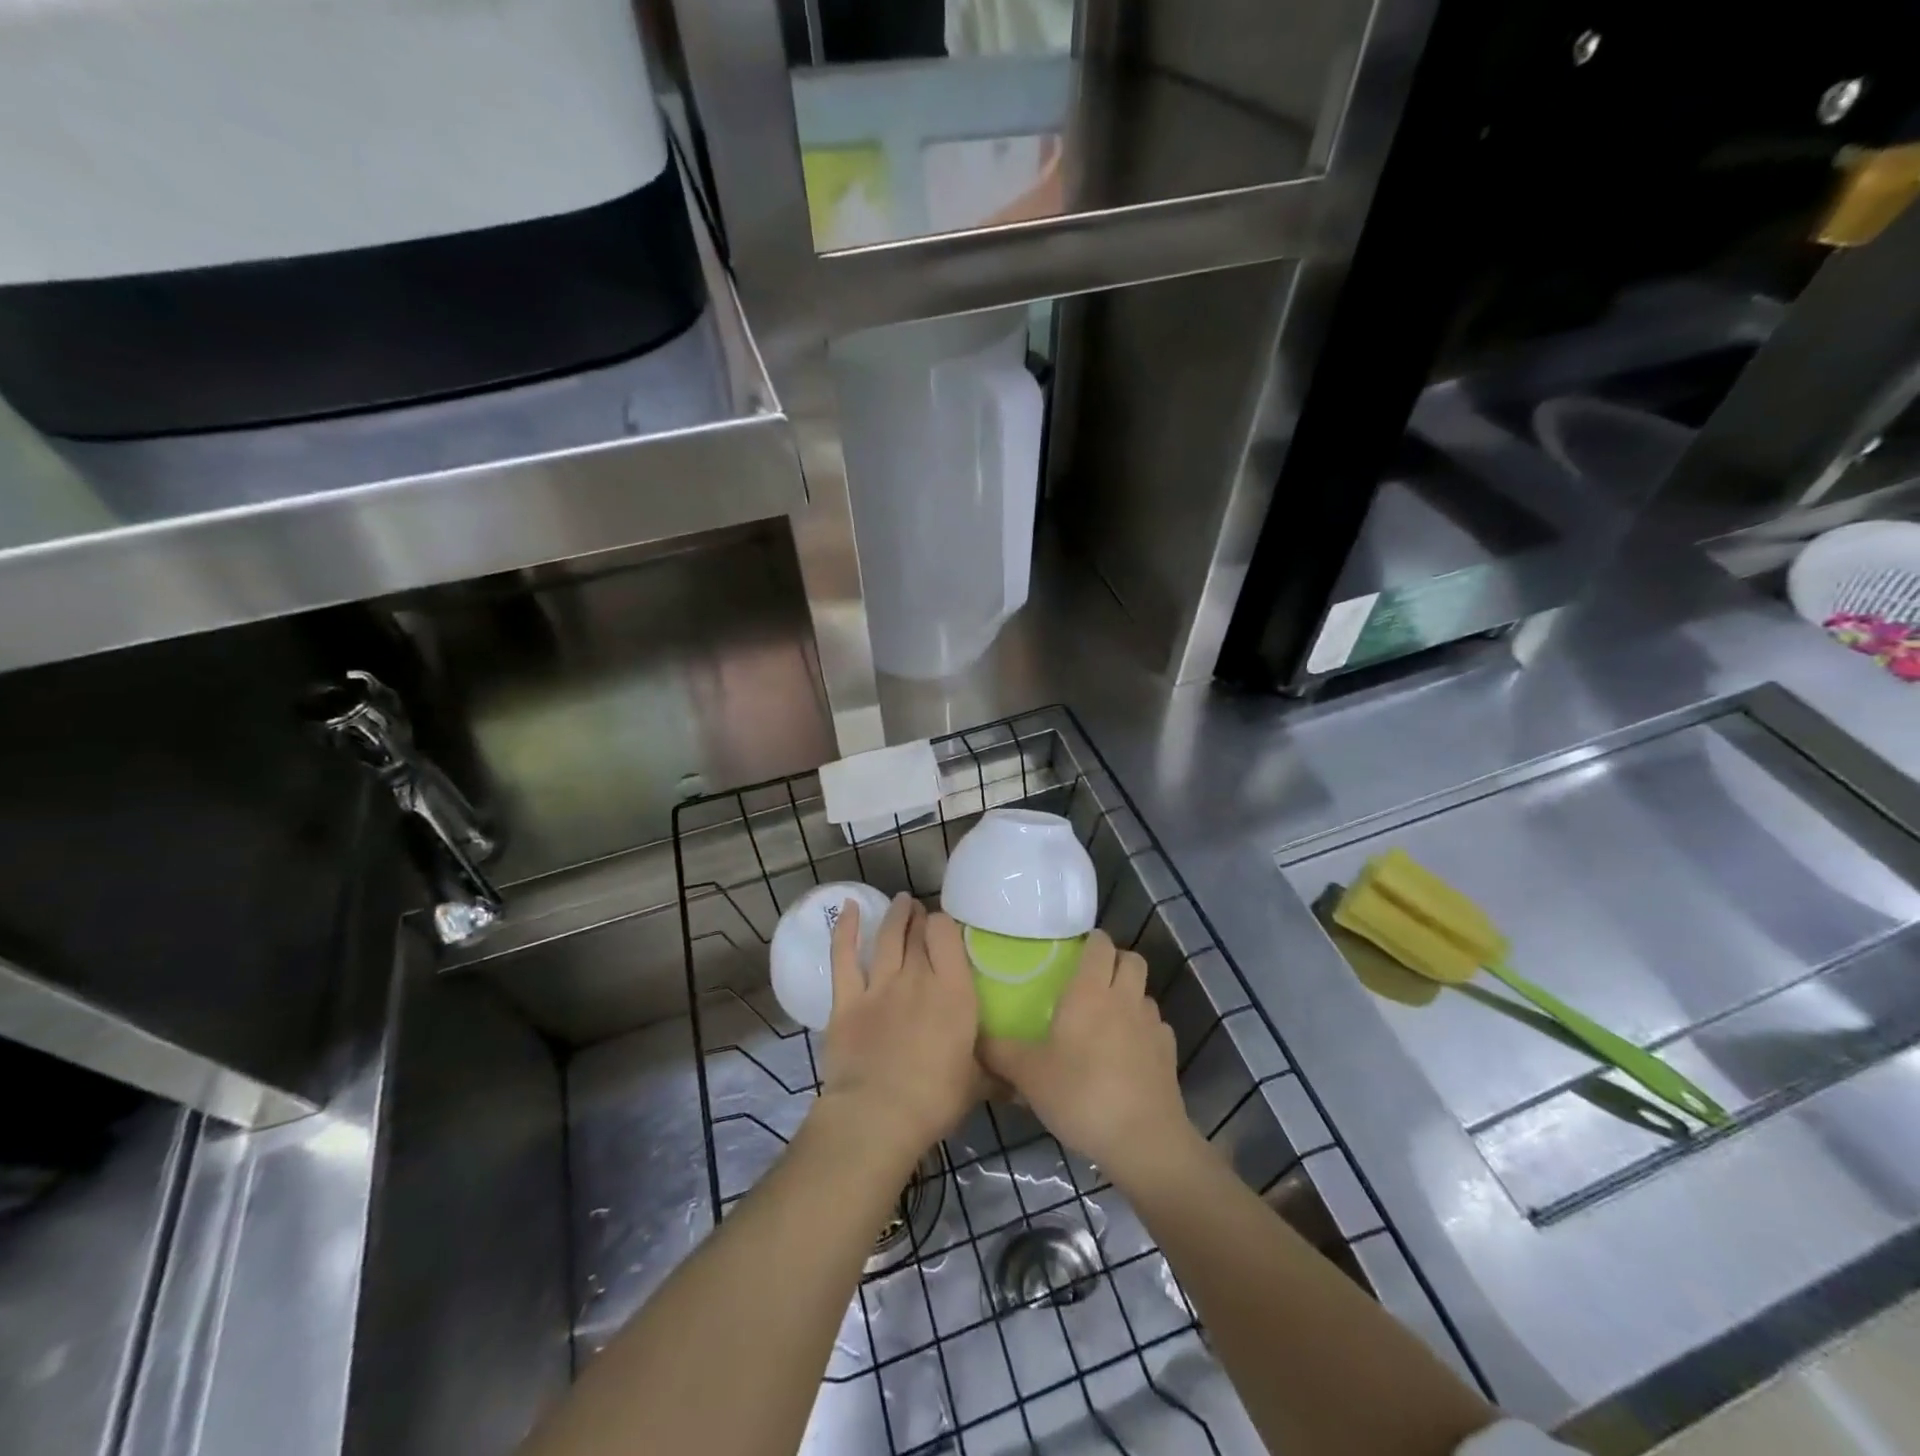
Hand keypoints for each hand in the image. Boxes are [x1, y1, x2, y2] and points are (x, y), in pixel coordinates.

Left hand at [816, 894, 981, 1167]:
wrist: (877, 1116)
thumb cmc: (935, 1100)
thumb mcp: (977, 1086)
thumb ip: (996, 1075)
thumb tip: (1020, 1084)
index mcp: (954, 992)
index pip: (947, 936)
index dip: (945, 925)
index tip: (946, 929)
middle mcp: (918, 978)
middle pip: (918, 934)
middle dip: (921, 919)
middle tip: (922, 914)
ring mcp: (880, 986)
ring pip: (887, 937)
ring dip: (895, 916)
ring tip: (901, 901)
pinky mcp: (847, 1000)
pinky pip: (844, 956)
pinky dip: (846, 929)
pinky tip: (849, 907)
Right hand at [979, 930, 1197, 1188]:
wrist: (1142, 1140)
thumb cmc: (1081, 1095)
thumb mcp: (1028, 1076)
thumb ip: (999, 1053)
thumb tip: (974, 1040)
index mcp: (1090, 992)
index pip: (1100, 945)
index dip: (1092, 941)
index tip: (1076, 949)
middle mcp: (1124, 998)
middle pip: (1132, 960)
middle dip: (1116, 960)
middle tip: (1092, 979)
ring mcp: (1152, 1026)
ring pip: (1145, 993)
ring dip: (1130, 996)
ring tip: (1109, 1018)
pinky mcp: (1168, 1054)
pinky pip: (1156, 1028)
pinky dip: (1144, 1030)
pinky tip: (1128, 1053)